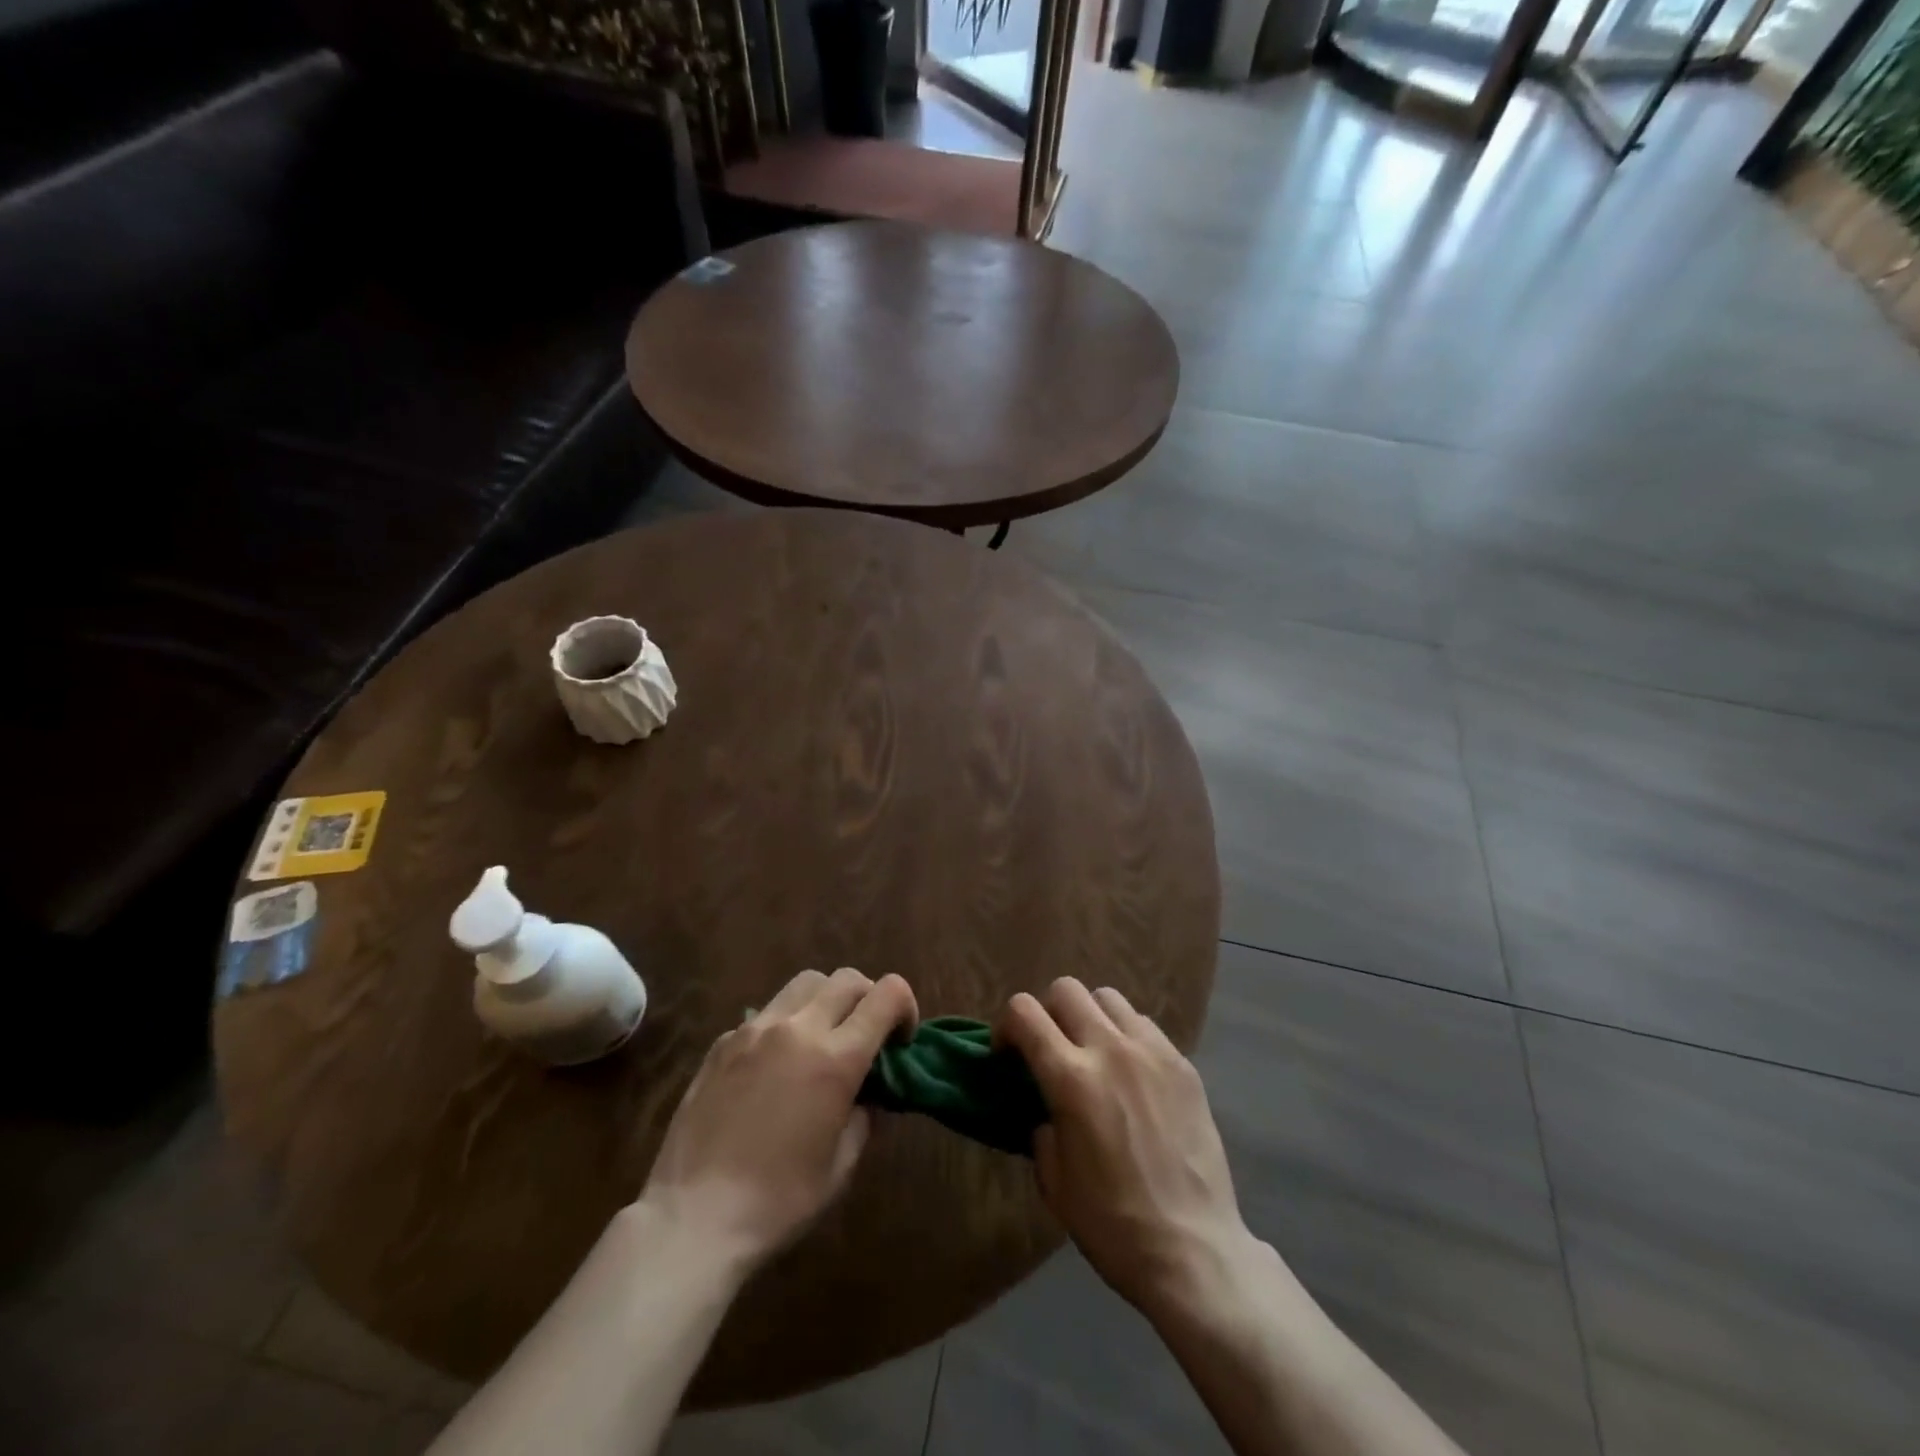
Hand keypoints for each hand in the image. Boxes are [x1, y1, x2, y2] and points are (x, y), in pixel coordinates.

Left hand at [637, 967, 917, 1268]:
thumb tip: (867, 1091)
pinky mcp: (722, 1042)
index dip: (905, 1006)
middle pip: (847, 979)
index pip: (886, 994)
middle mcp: (798, 1029)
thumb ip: (864, 1114)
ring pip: (805, 983)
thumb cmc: (779, 1202)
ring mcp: (754, 1030)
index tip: (901, 1039)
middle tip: (866, 1035)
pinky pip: (766, 1013)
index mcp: (836, 1058)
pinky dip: (785, 1024)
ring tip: (822, 1038)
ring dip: (826, 1000)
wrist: (693, 1219)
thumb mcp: (842, 1165)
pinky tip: (775, 1066)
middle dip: (868, 998)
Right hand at [998, 977, 1251, 1316]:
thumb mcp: (1055, 1182)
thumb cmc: (1113, 1224)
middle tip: (1049, 1048)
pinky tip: (1130, 1072)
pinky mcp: (1183, 1064)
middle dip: (1047, 1012)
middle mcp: (1110, 1049)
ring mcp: (1152, 1051)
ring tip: (1092, 1052)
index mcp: (1071, 1078)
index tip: (1007, 1053)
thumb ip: (1042, 1128)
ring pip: (1107, 997)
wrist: (1193, 1250)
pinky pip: (1144, 1024)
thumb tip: (1047, 1109)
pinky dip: (1125, 1034)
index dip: (1006, 1026)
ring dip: (1089, 1016)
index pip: (1024, 1012)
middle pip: (1066, 989)